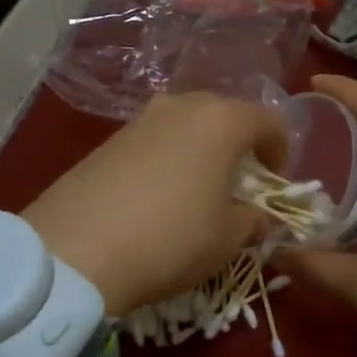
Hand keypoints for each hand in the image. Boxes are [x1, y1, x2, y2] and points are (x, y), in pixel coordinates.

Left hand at [23, 92, 286, 315]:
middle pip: (226, 115)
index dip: (281, 152)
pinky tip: (159, 196)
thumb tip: (259, 216)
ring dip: (202, 151)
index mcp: (222, 121)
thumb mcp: (227, 239)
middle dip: (240, 146)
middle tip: (239, 185)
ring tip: (197, 191)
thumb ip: (254, 220)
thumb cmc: (170, 239)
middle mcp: (182, 106)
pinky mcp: (109, 138)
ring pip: (188, 125)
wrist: (75, 250)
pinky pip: (156, 139)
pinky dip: (169, 158)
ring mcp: (141, 118)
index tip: (274, 184)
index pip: (269, 121)